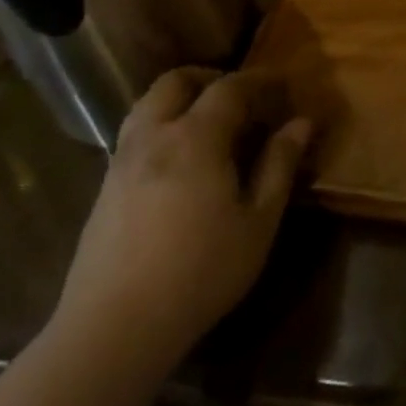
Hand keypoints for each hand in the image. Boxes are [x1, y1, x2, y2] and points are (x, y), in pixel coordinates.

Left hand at [54, 67, 311, 366]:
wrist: (115, 326)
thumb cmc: (201, 272)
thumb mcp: (258, 221)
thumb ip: (279, 165)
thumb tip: (300, 123)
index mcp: (195, 138)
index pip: (229, 88)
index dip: (257, 80)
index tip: (281, 83)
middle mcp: (153, 136)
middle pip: (175, 81)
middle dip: (209, 78)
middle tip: (239, 97)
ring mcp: (122, 160)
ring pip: (146, 104)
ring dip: (179, 98)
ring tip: (207, 123)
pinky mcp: (104, 186)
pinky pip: (134, 133)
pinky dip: (160, 125)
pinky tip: (178, 160)